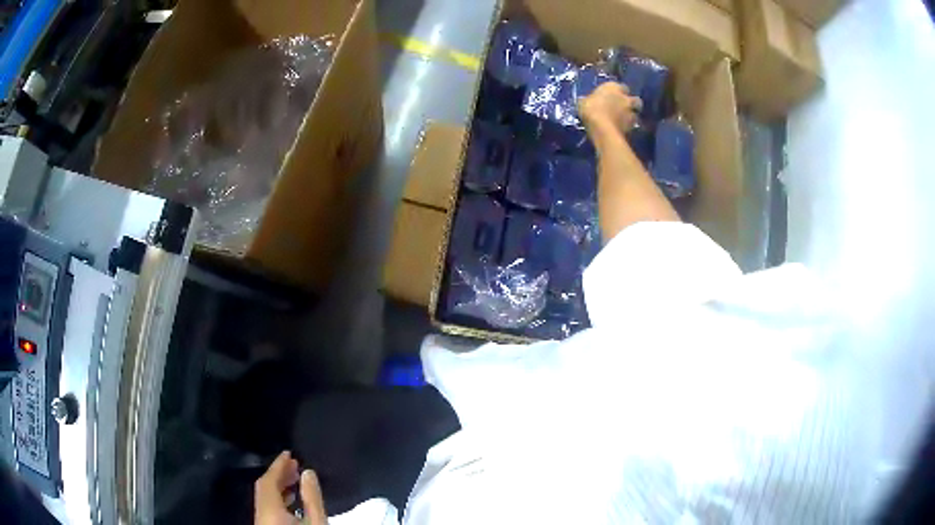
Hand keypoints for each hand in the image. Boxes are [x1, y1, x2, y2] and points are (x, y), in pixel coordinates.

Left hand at [255, 451, 326, 524]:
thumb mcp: (316, 520)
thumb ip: (312, 497)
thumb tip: (308, 473)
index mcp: (269, 508)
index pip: (268, 480)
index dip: (278, 465)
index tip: (288, 453)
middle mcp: (260, 513)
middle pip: (264, 487)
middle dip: (279, 474)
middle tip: (293, 464)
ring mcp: (262, 520)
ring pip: (266, 497)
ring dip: (279, 486)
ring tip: (295, 479)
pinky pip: (268, 506)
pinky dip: (278, 498)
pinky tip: (292, 500)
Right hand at [578, 83, 642, 134]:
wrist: (602, 128)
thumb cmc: (591, 109)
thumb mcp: (583, 102)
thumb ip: (589, 100)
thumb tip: (586, 101)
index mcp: (614, 87)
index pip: (621, 86)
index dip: (617, 92)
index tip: (612, 96)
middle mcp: (625, 97)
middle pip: (635, 99)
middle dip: (631, 103)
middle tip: (624, 108)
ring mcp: (631, 112)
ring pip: (636, 113)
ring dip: (632, 115)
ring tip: (624, 120)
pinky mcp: (632, 126)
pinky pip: (632, 125)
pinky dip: (628, 127)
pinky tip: (621, 129)